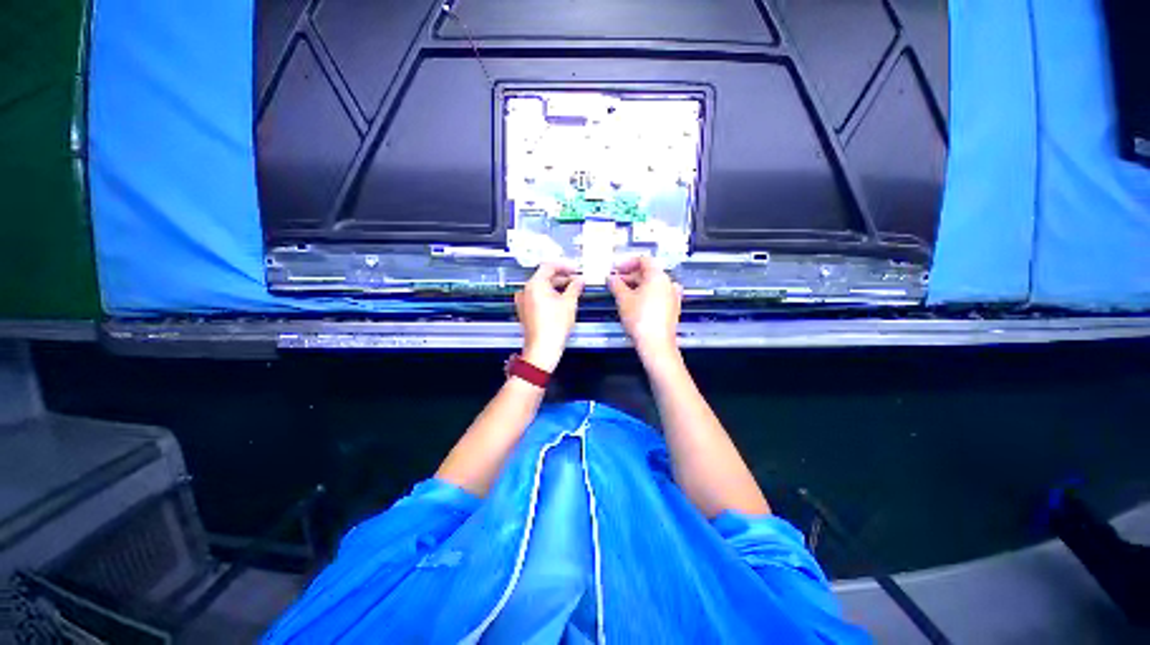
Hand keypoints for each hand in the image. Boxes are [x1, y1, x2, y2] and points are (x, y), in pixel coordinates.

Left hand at [515, 264, 584, 371]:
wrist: (542, 348)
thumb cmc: (555, 325)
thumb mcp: (569, 303)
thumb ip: (575, 287)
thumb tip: (580, 280)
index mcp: (535, 284)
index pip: (549, 266)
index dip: (564, 266)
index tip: (576, 269)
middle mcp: (526, 290)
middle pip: (544, 276)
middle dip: (562, 277)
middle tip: (577, 280)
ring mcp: (524, 301)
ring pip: (541, 287)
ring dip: (556, 286)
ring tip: (572, 290)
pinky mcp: (526, 311)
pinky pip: (538, 297)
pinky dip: (549, 295)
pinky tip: (562, 300)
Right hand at [608, 256, 682, 361]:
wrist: (656, 343)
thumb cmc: (640, 318)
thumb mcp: (623, 299)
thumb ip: (616, 285)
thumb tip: (611, 277)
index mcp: (658, 276)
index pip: (643, 260)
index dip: (627, 263)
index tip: (616, 269)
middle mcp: (668, 283)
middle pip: (649, 272)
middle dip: (631, 275)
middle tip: (616, 282)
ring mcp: (672, 296)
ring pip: (653, 285)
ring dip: (638, 285)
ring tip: (623, 293)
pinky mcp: (672, 309)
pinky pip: (658, 295)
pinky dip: (646, 295)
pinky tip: (635, 304)